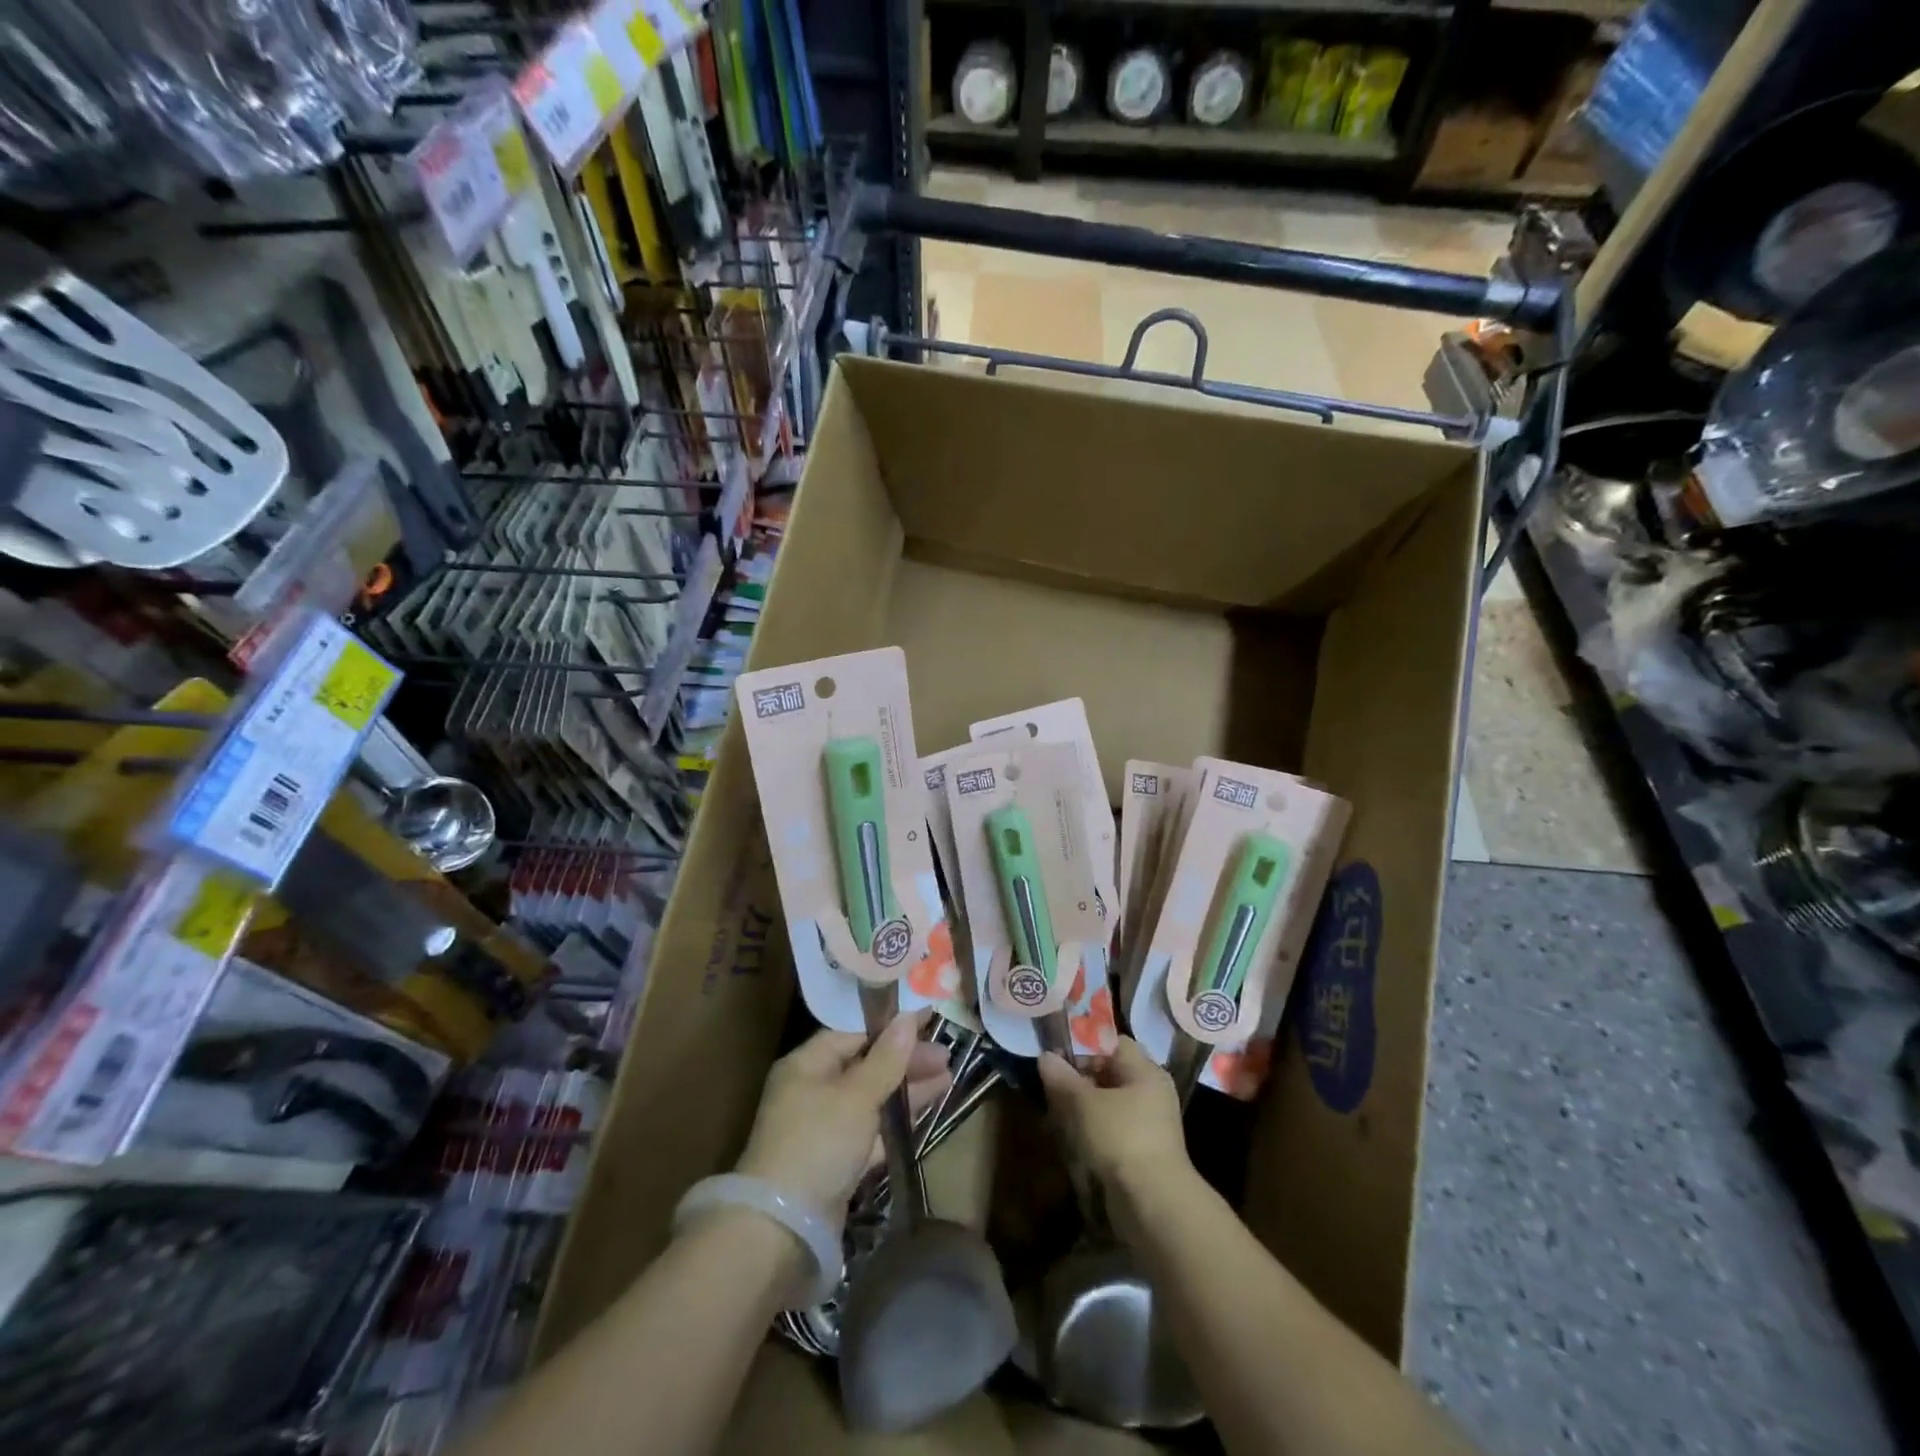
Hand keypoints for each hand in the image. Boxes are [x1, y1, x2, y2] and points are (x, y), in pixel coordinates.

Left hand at [734, 1012, 950, 1220]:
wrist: (784, 1229)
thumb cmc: (819, 1143)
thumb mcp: (856, 1095)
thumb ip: (886, 1059)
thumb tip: (906, 1019)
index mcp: (807, 1065)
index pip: (853, 1034)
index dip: (890, 1027)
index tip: (927, 1021)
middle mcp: (813, 1091)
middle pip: (865, 1065)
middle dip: (905, 1060)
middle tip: (945, 1055)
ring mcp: (824, 1129)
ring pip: (872, 1098)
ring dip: (907, 1088)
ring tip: (948, 1077)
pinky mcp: (837, 1162)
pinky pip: (872, 1130)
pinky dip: (897, 1120)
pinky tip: (926, 1111)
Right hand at [1037, 1037, 1188, 1192]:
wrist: (1154, 1204)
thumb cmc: (1121, 1138)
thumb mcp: (1083, 1104)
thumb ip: (1062, 1078)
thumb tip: (1045, 1057)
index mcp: (1146, 1071)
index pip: (1113, 1044)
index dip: (1084, 1047)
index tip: (1058, 1059)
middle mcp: (1152, 1092)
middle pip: (1111, 1073)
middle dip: (1079, 1079)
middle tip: (1051, 1088)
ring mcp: (1151, 1123)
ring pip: (1110, 1103)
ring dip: (1083, 1107)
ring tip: (1055, 1115)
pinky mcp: (1144, 1151)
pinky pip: (1114, 1128)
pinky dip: (1094, 1129)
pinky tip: (1072, 1139)